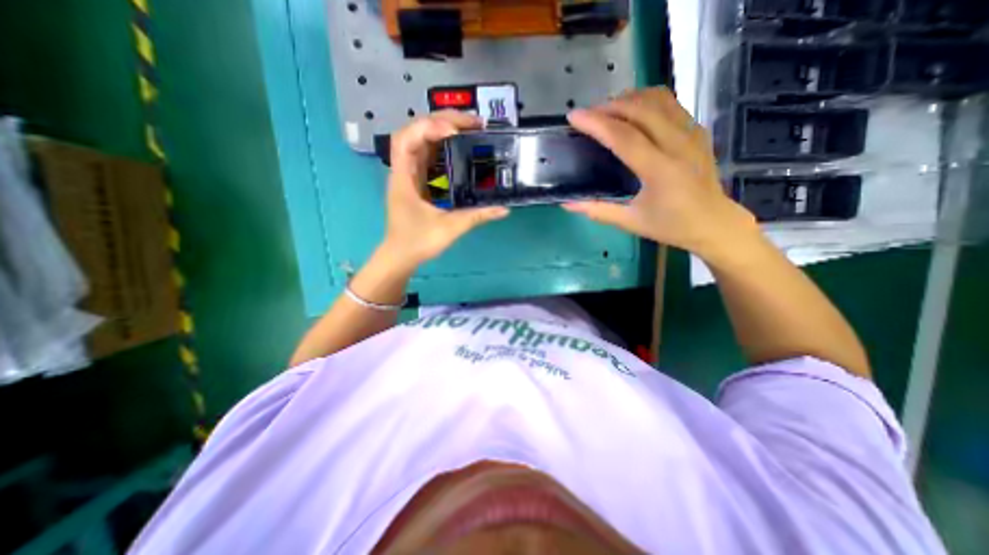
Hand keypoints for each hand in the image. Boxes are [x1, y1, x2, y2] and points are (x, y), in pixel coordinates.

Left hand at [382, 110, 508, 268]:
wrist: (401, 256)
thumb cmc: (418, 242)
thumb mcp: (449, 228)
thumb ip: (476, 217)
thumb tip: (504, 210)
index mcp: (404, 178)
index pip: (407, 138)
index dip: (429, 127)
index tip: (456, 132)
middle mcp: (404, 171)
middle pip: (416, 132)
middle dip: (442, 121)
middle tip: (473, 123)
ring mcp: (410, 175)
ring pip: (422, 142)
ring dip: (443, 131)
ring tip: (470, 129)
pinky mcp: (417, 183)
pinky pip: (428, 157)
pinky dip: (443, 147)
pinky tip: (459, 148)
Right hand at [563, 87, 759, 257]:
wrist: (714, 223)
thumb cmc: (671, 226)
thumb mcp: (631, 222)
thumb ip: (598, 211)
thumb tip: (567, 204)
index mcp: (659, 170)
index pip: (623, 137)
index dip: (596, 124)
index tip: (574, 117)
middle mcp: (678, 144)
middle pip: (640, 109)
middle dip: (609, 106)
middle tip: (588, 114)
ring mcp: (691, 133)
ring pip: (658, 99)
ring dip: (629, 99)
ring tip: (608, 109)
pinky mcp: (697, 130)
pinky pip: (671, 104)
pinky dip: (647, 100)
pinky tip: (634, 112)